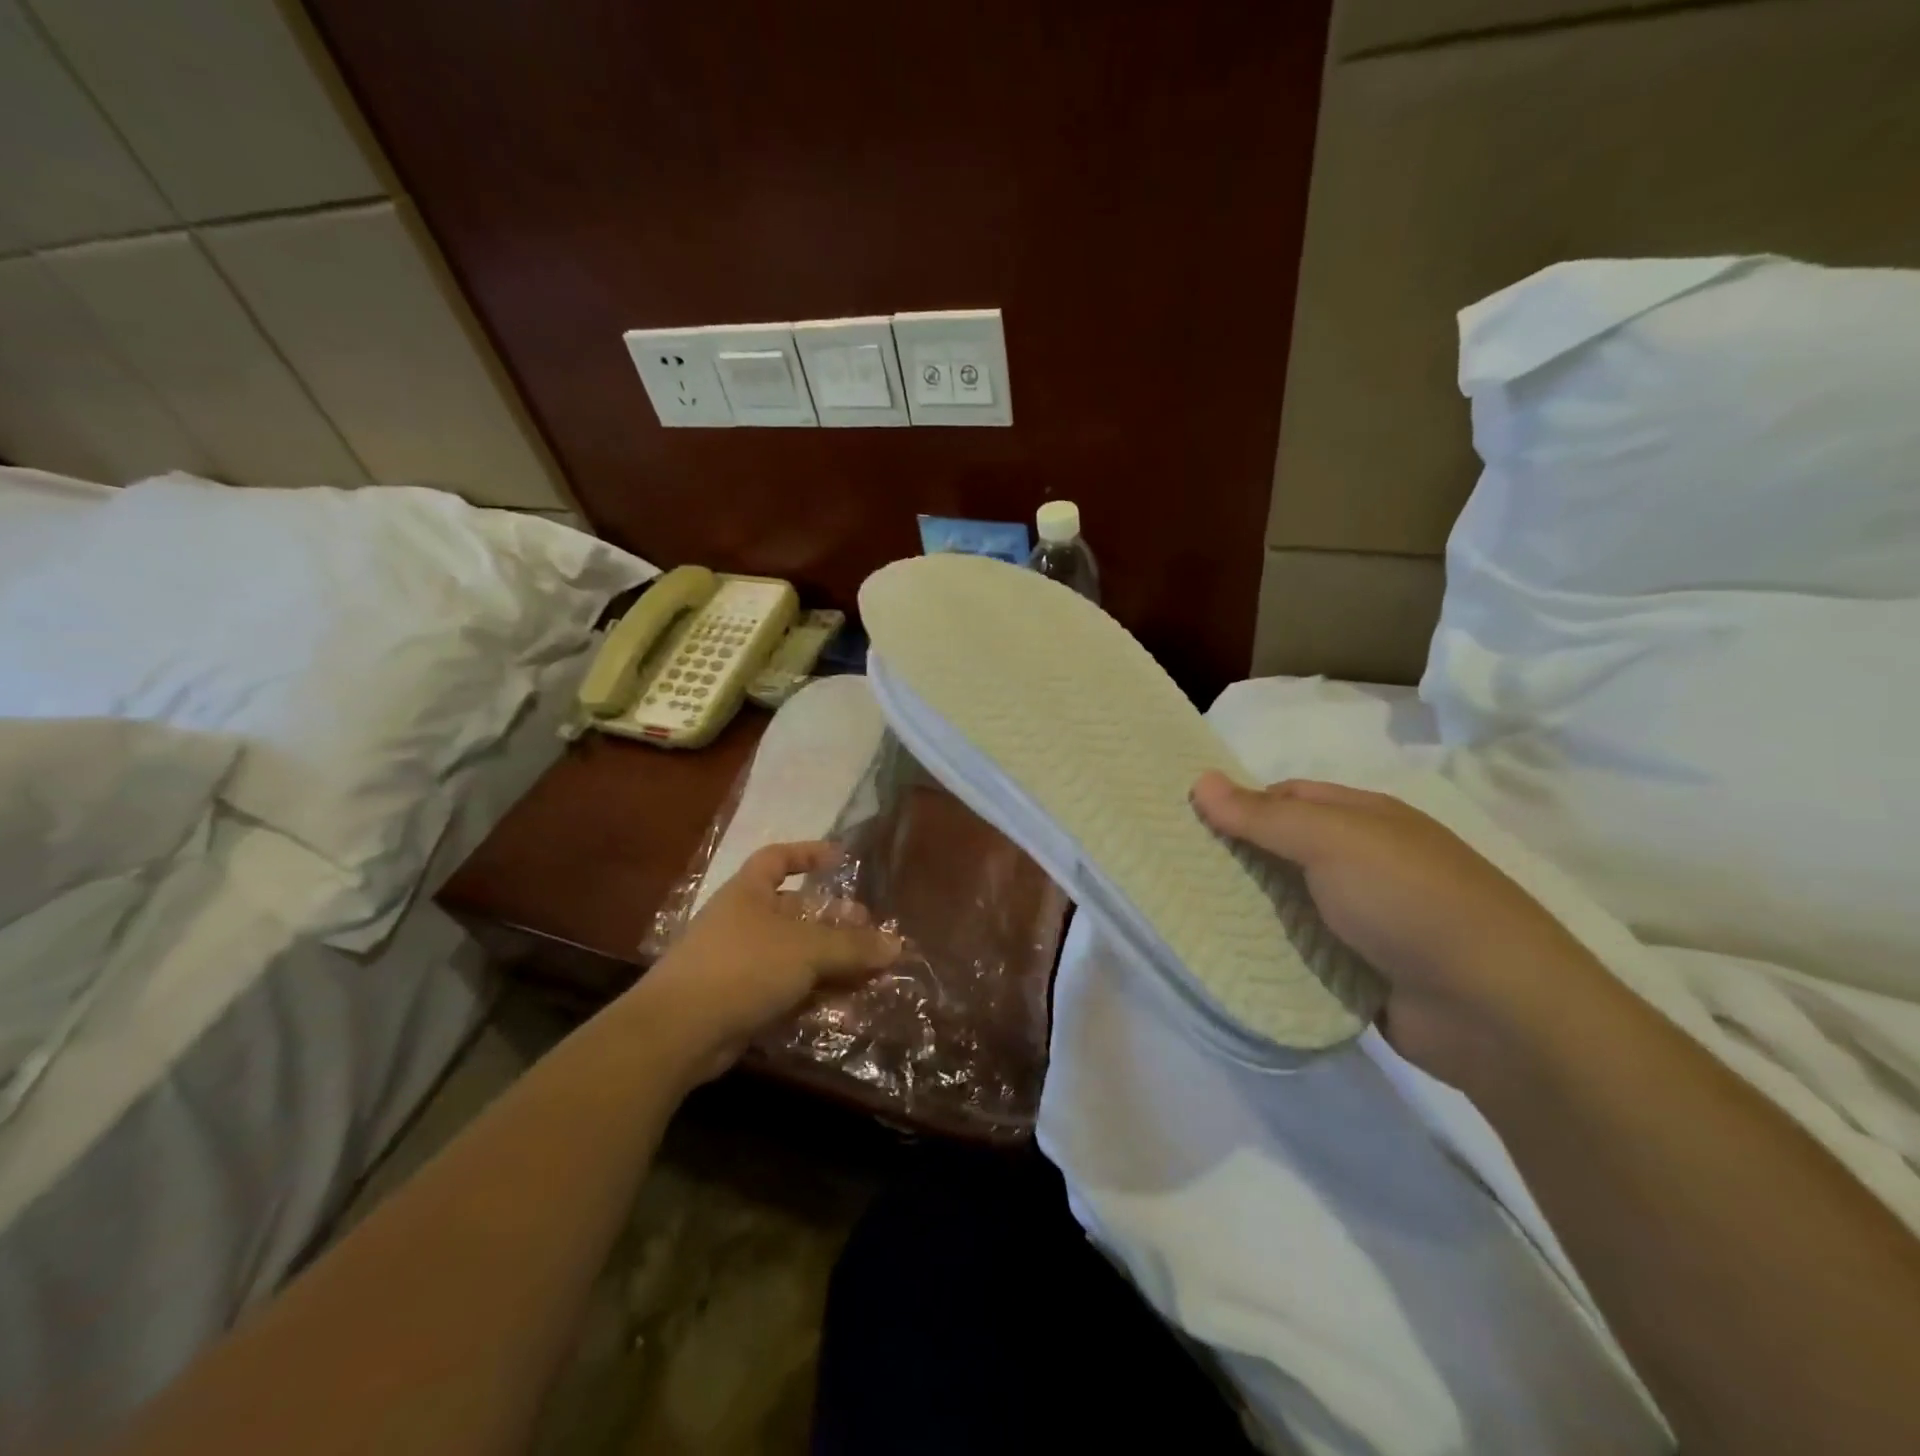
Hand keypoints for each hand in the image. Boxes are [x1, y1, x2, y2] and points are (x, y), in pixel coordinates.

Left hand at [637, 841, 902, 1079]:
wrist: (678, 1031)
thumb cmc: (743, 967)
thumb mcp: (806, 950)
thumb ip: (852, 947)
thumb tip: (896, 946)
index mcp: (749, 893)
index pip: (777, 858)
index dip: (808, 854)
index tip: (841, 860)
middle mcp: (742, 921)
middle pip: (794, 912)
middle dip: (833, 921)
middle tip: (869, 932)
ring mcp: (738, 963)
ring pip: (794, 954)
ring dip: (829, 961)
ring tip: (868, 972)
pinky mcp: (739, 1001)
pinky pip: (785, 987)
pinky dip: (813, 992)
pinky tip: (843, 1004)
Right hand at [1191, 772, 1608, 1080]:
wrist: (1496, 1011)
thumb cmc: (1412, 901)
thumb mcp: (1333, 841)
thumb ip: (1264, 815)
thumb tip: (1200, 780)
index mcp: (1366, 818)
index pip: (1287, 796)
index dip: (1239, 804)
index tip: (1188, 825)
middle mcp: (1365, 862)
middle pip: (1285, 850)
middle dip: (1237, 858)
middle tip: (1177, 870)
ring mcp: (1366, 919)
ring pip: (1290, 903)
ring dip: (1250, 909)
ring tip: (1189, 914)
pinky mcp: (1362, 970)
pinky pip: (1303, 951)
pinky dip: (1272, 952)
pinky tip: (1232, 957)